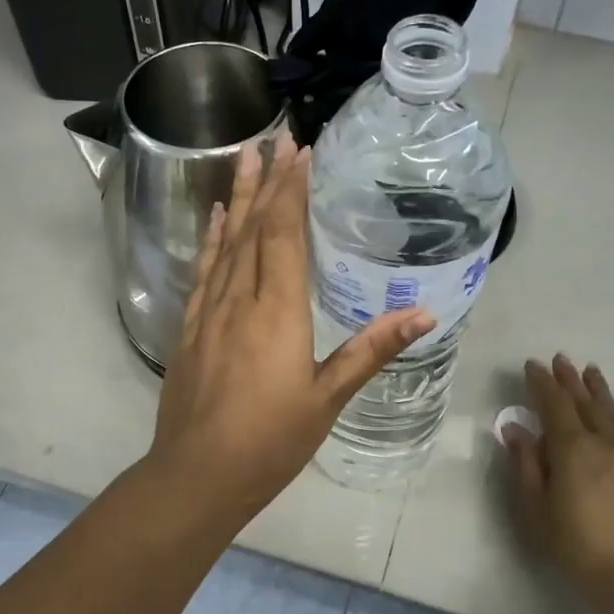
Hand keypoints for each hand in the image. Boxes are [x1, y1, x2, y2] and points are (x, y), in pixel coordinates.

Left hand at [147, 133, 433, 524]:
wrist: (198, 475)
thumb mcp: (328, 398)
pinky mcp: (190, 330)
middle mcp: (239, 300)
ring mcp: (209, 313)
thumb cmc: (271, 440)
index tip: (300, 152)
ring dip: (238, 199)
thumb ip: (371, 350)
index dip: (292, 190)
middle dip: (267, 181)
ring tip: (244, 158)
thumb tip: (423, 315)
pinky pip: (203, 272)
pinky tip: (216, 220)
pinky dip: (212, 240)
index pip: (284, 234)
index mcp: (278, 311)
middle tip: (274, 138)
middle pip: (254, 228)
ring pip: (226, 243)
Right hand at [504, 354, 613, 588]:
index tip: (532, 365)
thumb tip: (516, 428)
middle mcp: (605, 439)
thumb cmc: (579, 546)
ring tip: (589, 370)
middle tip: (559, 360)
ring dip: (598, 388)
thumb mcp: (537, 510)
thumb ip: (527, 465)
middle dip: (569, 379)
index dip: (541, 383)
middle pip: (584, 401)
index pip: (553, 404)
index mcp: (572, 448)